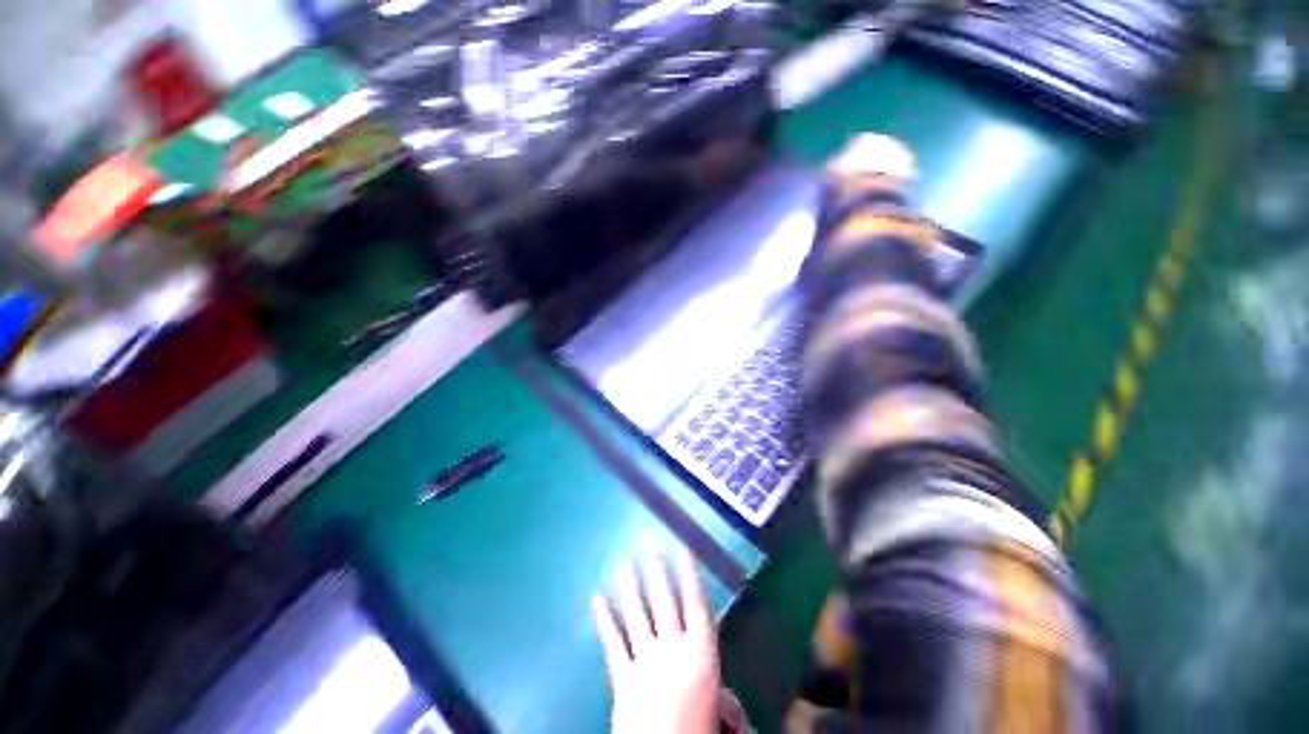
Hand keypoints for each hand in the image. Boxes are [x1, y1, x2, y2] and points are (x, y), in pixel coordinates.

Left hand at [592, 549, 720, 733]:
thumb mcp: (718, 714)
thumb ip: (722, 698)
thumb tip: (726, 695)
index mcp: (700, 655)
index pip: (697, 605)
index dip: (690, 575)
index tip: (684, 550)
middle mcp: (672, 649)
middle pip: (665, 603)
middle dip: (659, 575)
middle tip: (652, 549)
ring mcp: (645, 660)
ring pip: (638, 615)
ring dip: (631, 587)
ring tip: (625, 562)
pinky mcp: (622, 677)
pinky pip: (613, 643)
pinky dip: (605, 620)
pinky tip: (597, 599)